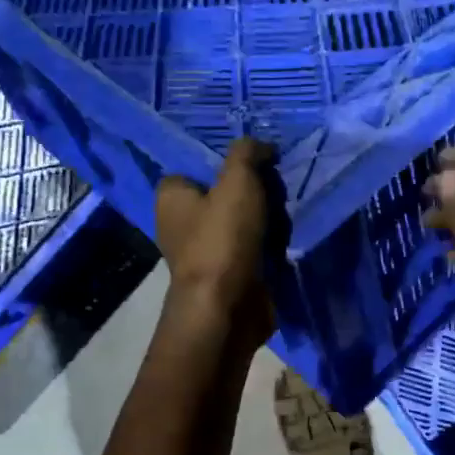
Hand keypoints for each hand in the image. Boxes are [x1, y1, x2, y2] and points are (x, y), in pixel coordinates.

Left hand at [154, 137, 278, 348]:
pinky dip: (266, 244)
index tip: (253, 163)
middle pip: (222, 194)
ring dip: (264, 218)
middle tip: (275, 189)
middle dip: (251, 191)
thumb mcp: (237, 181)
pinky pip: (249, 248)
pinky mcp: (224, 274)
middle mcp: (180, 224)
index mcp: (171, 197)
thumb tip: (262, 146)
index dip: (222, 163)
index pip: (193, 168)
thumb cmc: (223, 238)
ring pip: (239, 221)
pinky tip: (284, 240)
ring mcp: (203, 252)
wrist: (228, 307)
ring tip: (284, 215)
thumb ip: (247, 153)